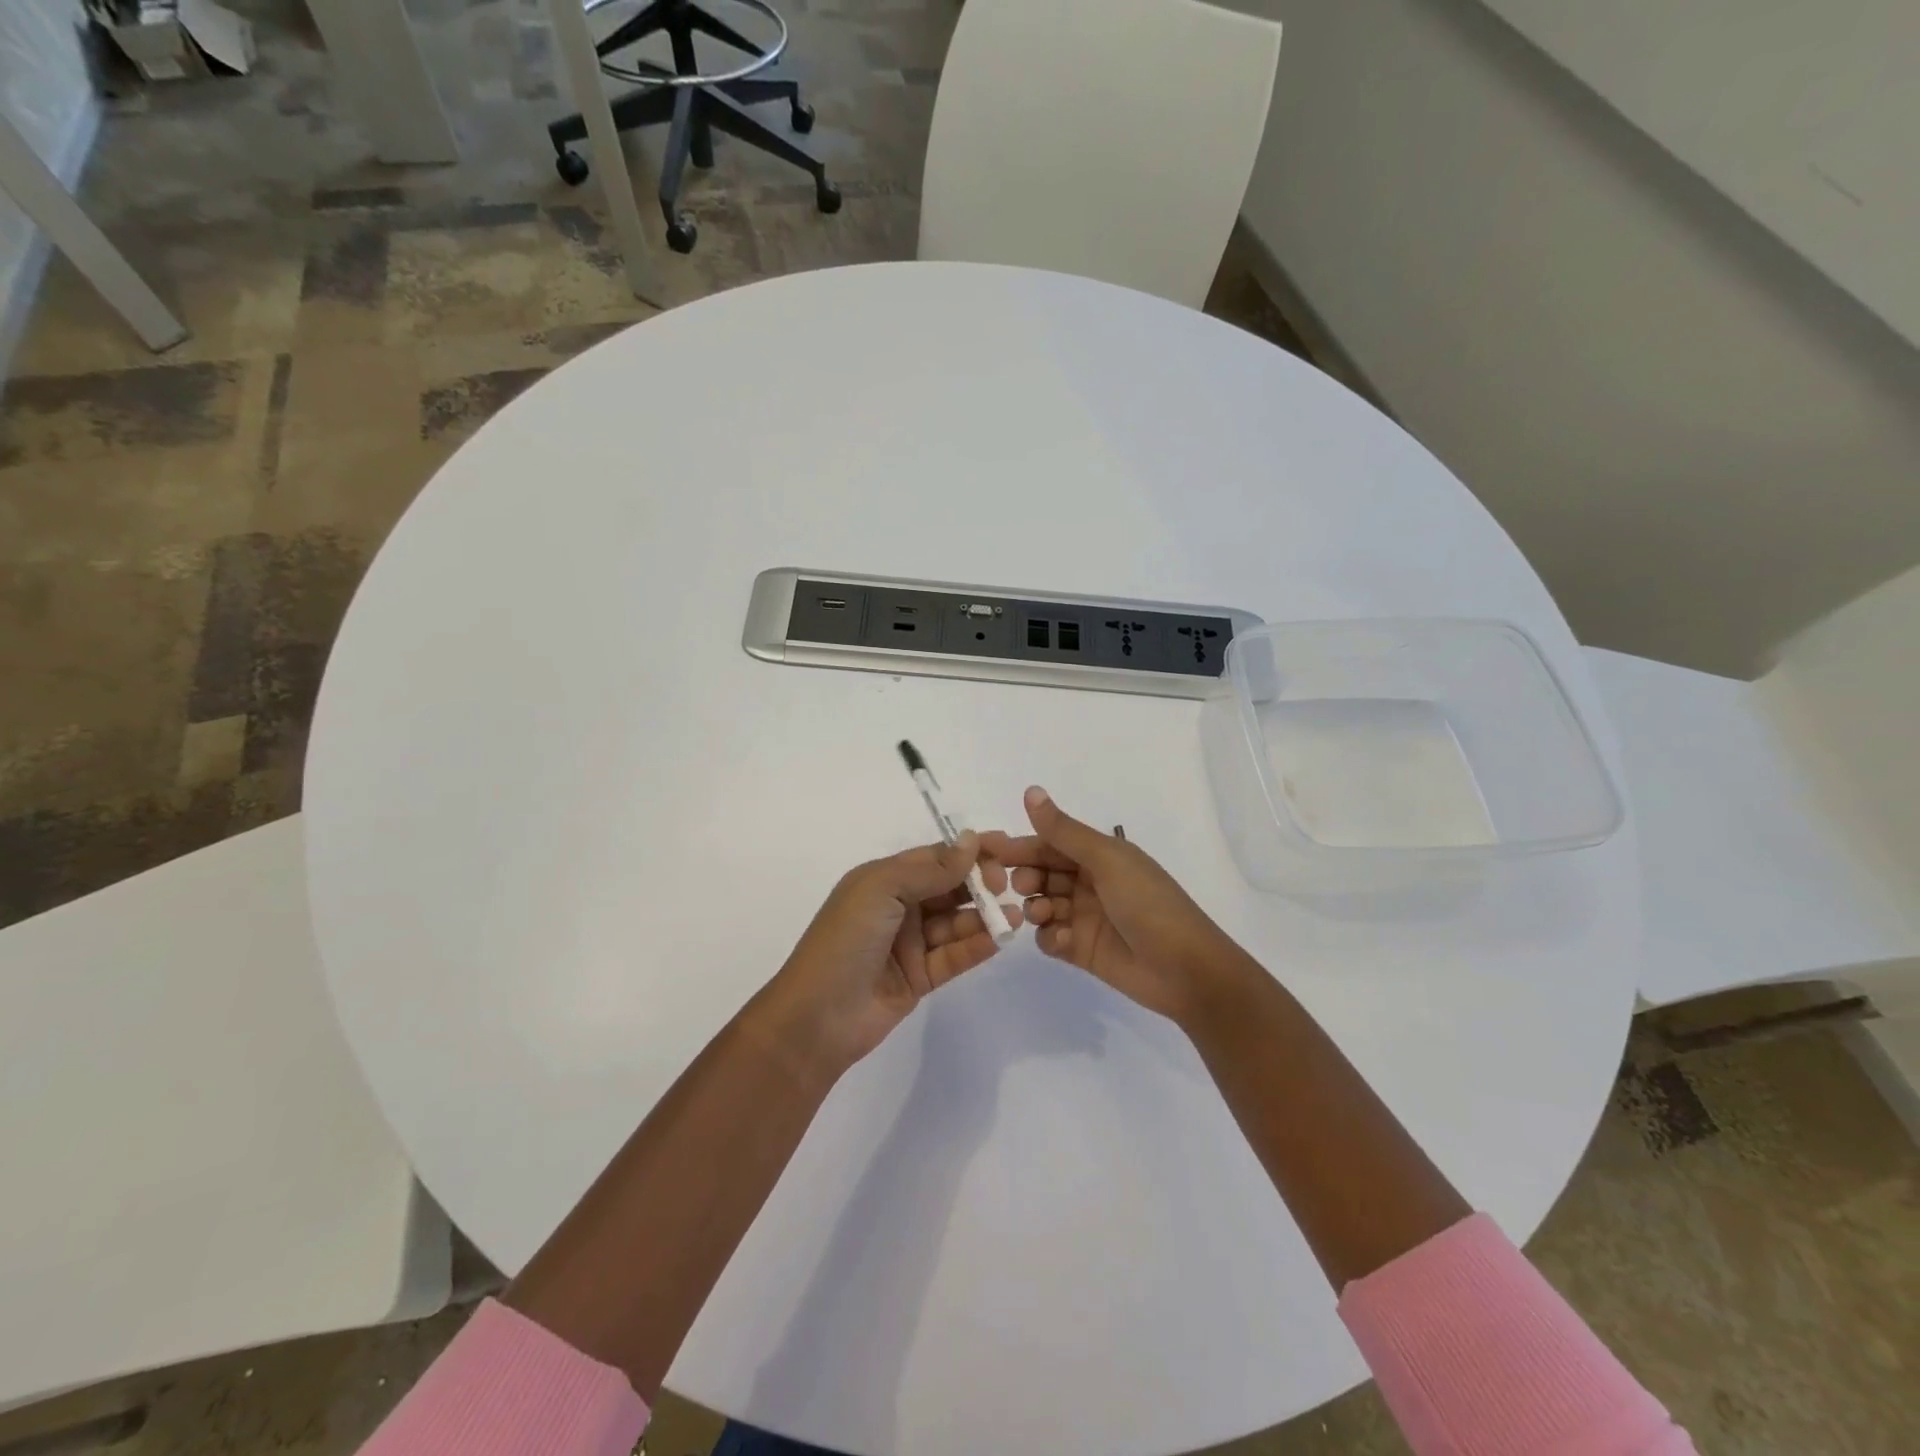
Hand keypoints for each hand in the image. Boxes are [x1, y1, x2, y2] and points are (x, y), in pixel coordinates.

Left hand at [763, 834, 1018, 1068]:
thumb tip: (971, 841)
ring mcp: (909, 944)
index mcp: (883, 880)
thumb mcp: (882, 889)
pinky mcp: (920, 977)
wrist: (817, 1016)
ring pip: (955, 922)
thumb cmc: (845, 939)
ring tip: (1013, 914)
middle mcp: (898, 907)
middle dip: (979, 882)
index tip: (1004, 847)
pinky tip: (1000, 938)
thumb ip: (930, 869)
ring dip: (984, 915)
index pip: (934, 858)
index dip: (967, 852)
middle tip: (1006, 884)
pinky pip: (955, 955)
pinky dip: (977, 945)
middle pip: (948, 887)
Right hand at [982, 787, 1246, 1023]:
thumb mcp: (1107, 860)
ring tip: (1043, 915)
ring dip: (1034, 908)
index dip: (1018, 845)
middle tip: (1014, 886)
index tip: (984, 850)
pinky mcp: (1081, 950)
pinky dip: (1050, 937)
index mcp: (1098, 855)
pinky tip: (1062, 941)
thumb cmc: (1148, 904)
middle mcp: (1088, 882)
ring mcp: (1084, 917)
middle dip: (1023, 877)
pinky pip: (1050, 938)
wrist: (1186, 970)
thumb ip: (1063, 831)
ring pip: (1041, 905)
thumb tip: (1030, 790)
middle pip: (1040, 873)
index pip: (1048, 843)